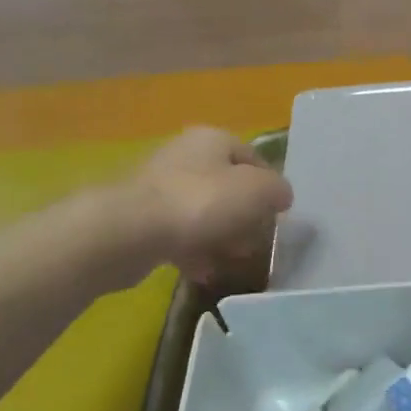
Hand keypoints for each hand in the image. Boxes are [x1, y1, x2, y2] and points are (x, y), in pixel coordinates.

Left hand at [124, 128, 293, 283]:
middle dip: (245, 216)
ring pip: (204, 213)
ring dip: (221, 237)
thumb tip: (280, 196)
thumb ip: (278, 190)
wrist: (129, 232)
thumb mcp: (259, 191)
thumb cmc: (202, 202)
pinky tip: (204, 271)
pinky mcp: (141, 219)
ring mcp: (159, 188)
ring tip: (232, 260)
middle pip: (228, 187)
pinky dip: (194, 251)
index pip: (255, 159)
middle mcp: (185, 156)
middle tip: (255, 242)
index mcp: (213, 140)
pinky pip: (179, 234)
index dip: (271, 188)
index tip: (278, 216)